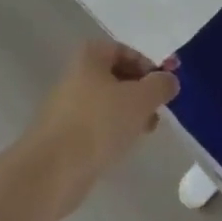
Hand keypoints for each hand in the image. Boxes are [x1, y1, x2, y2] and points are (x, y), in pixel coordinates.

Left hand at [25, 40, 179, 213]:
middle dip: (141, 92)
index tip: (164, 88)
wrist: (52, 170)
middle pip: (117, 76)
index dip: (149, 67)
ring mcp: (67, 105)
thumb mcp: (141, 99)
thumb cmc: (99, 123)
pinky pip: (97, 125)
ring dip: (130, 114)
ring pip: (108, 103)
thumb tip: (169, 80)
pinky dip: (113, 131)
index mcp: (90, 56)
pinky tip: (123, 147)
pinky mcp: (65, 134)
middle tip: (157, 111)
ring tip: (145, 132)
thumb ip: (161, 85)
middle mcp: (76, 75)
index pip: (126, 51)